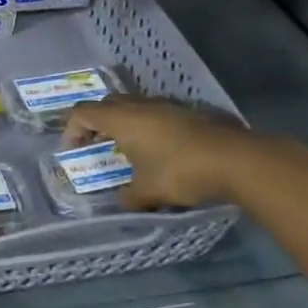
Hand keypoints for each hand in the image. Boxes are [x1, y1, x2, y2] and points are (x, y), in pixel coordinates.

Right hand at [62, 98, 256, 209]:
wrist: (235, 159)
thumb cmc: (180, 171)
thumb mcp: (148, 192)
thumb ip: (129, 197)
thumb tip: (122, 203)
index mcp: (121, 119)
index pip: (82, 112)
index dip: (71, 129)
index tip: (73, 150)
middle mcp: (139, 105)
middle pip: (106, 104)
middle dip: (97, 123)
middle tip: (97, 145)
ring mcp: (166, 105)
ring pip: (133, 106)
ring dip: (124, 123)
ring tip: (129, 149)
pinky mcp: (188, 112)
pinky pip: (156, 113)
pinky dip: (148, 126)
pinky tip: (160, 149)